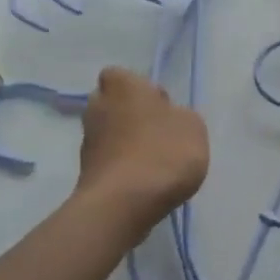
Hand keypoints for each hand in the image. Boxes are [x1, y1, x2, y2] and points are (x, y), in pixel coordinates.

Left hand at [76, 68, 208, 223]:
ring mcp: (87, 141)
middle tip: (157, 133)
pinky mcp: (85, 173)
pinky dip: (122, 167)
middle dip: (130, 115)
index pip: (121, 75)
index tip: (160, 106)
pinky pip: (108, 161)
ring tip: (154, 163)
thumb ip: (180, 115)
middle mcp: (97, 107)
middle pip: (112, 104)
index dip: (139, 89)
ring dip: (126, 143)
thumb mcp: (193, 126)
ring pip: (109, 133)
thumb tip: (167, 119)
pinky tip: (143, 182)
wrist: (124, 204)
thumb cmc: (163, 152)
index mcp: (122, 86)